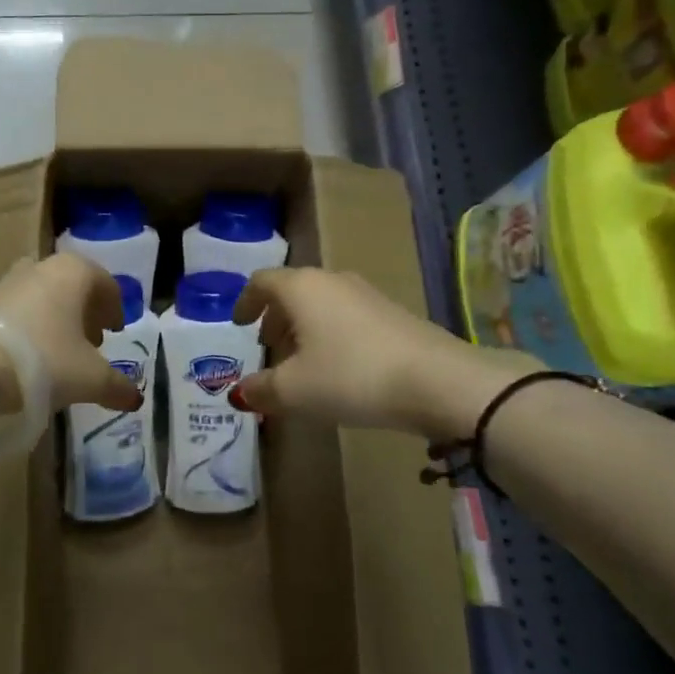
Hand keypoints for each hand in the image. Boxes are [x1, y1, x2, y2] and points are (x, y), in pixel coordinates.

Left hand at [0, 254, 142, 414]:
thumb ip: (117, 387)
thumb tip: (136, 398)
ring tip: (60, 352)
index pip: (106, 284)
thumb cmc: (45, 360)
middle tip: (92, 342)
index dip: (115, 309)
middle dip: (85, 313)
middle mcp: (44, 267)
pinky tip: (29, 356)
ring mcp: (10, 280)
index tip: (116, 331)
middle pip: (74, 287)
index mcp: (76, 272)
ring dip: (57, 319)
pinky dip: (31, 326)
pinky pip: (19, 309)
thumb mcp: (90, 378)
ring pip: (45, 296)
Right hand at [228, 268, 540, 442]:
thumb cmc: (351, 377)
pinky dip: (332, 334)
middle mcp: (332, 281)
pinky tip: (340, 368)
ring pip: (322, 303)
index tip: (238, 324)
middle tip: (268, 346)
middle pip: (293, 290)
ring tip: (302, 362)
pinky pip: (348, 316)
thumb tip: (240, 392)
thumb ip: (261, 389)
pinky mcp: (393, 312)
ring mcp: (367, 294)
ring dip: (305, 327)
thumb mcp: (295, 391)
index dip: (245, 301)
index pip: (262, 281)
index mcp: (302, 288)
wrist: (436, 381)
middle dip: (275, 317)